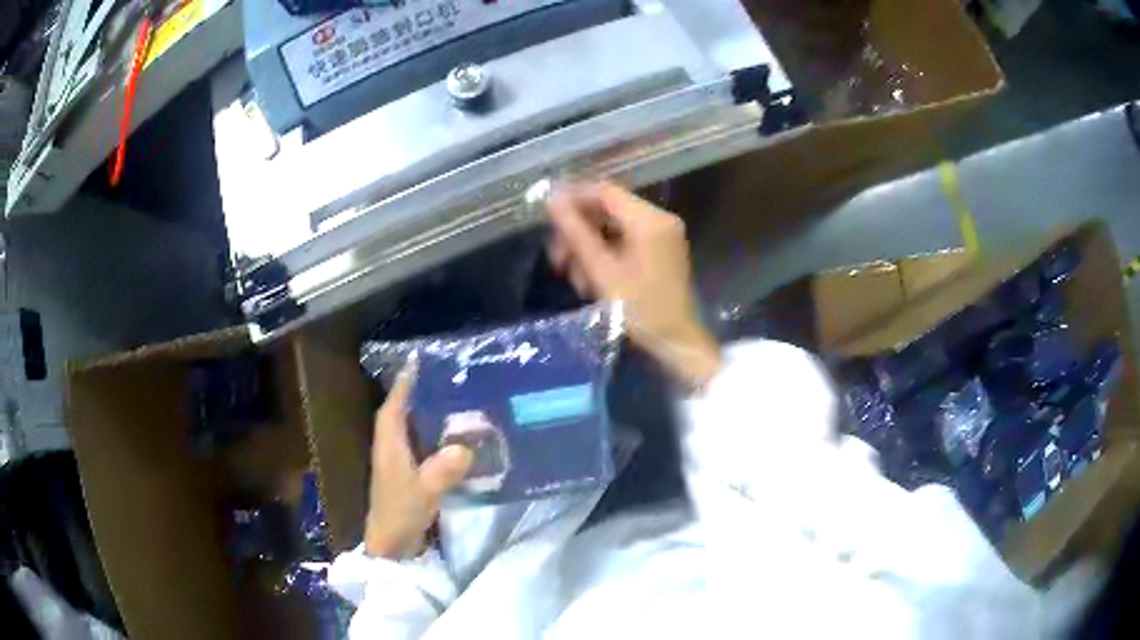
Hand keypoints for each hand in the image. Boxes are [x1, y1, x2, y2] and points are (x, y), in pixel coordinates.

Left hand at [364, 371, 473, 558]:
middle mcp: (389, 449)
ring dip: (424, 415)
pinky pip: (417, 447)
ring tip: (451, 401)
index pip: (393, 407)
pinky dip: (431, 437)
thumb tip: (464, 446)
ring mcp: (396, 464)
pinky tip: (452, 439)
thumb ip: (443, 470)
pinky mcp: (405, 476)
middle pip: (399, 413)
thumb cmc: (401, 514)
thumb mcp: (425, 492)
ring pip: (408, 430)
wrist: (390, 545)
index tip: (416, 362)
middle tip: (443, 378)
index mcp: (389, 446)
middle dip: (416, 394)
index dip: (403, 384)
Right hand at [547, 181, 720, 387]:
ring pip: (614, 226)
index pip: (604, 191)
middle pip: (608, 209)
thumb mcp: (602, 271)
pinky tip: (590, 278)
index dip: (572, 198)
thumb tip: (551, 201)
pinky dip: (605, 253)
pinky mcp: (661, 249)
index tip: (547, 215)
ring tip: (573, 275)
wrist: (676, 342)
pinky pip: (626, 239)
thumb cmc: (639, 308)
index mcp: (649, 220)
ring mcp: (662, 234)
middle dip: (579, 230)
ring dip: (589, 245)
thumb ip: (576, 233)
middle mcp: (659, 218)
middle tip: (557, 257)